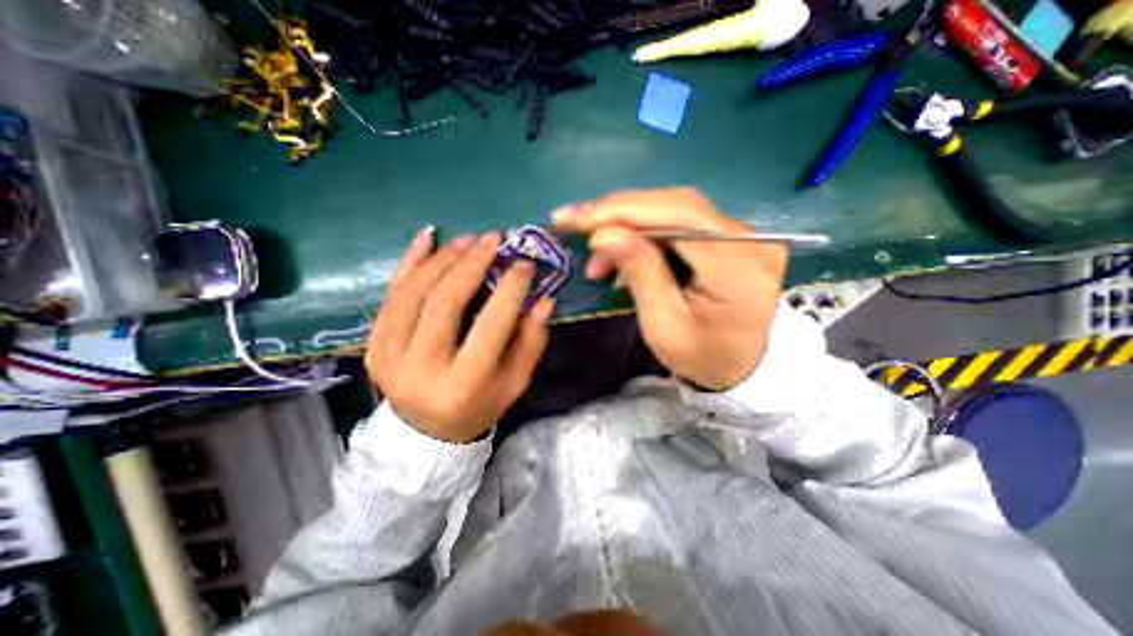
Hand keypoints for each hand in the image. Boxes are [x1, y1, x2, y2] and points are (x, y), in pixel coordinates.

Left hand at [367, 227, 553, 442]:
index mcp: (464, 384)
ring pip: (413, 293)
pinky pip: (388, 296)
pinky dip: (407, 263)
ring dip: (442, 259)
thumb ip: (531, 340)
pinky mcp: (372, 346)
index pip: (490, 326)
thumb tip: (544, 299)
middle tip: (492, 239)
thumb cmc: (481, 404)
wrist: (427, 432)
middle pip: (445, 302)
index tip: (524, 262)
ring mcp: (388, 357)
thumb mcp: (516, 380)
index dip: (510, 289)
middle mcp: (421, 369)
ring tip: (467, 240)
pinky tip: (426, 238)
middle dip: (471, 264)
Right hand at [552, 187, 785, 389]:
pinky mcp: (731, 237)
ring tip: (599, 259)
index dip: (622, 211)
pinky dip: (645, 234)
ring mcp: (744, 235)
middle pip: (676, 205)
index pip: (677, 217)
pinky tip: (625, 255)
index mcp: (738, 267)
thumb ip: (641, 273)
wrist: (741, 367)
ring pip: (675, 209)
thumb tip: (604, 233)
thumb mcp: (664, 325)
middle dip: (619, 213)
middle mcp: (750, 239)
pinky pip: (681, 222)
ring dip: (629, 226)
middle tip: (577, 226)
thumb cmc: (701, 356)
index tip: (575, 217)